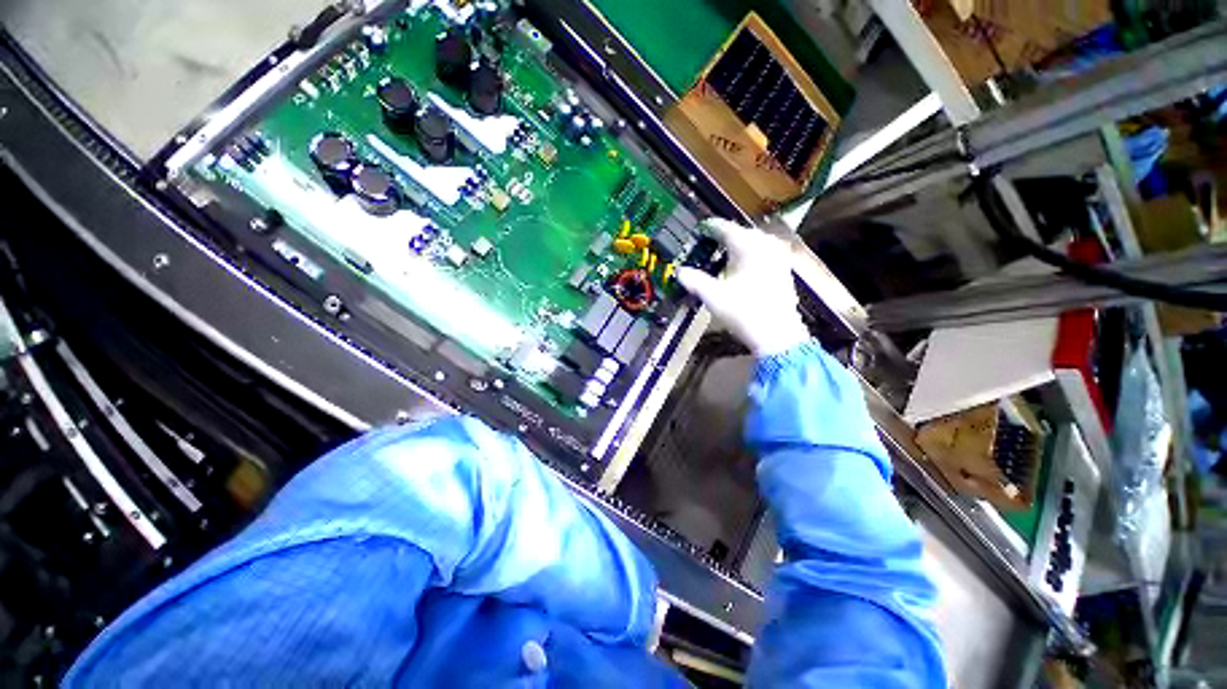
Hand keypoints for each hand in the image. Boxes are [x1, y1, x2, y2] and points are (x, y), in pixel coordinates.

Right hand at [676, 218, 809, 356]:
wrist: (778, 334)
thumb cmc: (744, 312)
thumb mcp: (713, 297)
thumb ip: (694, 281)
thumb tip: (679, 272)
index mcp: (747, 245)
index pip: (723, 227)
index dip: (708, 228)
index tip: (697, 232)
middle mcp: (765, 244)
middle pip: (739, 233)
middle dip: (722, 238)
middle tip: (705, 245)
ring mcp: (777, 255)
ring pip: (752, 242)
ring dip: (736, 246)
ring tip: (720, 255)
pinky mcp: (783, 267)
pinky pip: (762, 251)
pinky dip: (748, 255)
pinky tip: (740, 267)